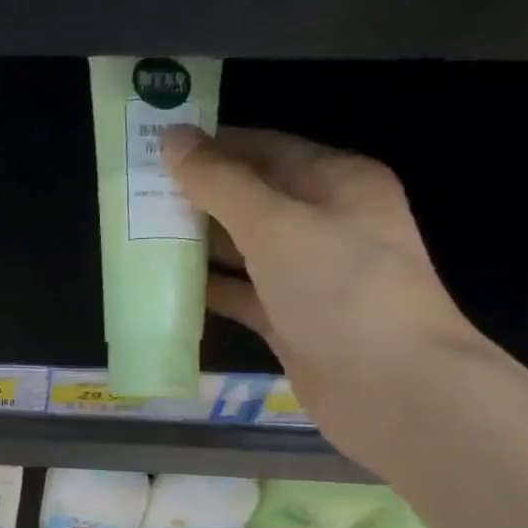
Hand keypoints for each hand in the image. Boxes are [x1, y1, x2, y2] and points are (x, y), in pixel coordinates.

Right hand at [160, 125, 492, 472]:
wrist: (393, 389)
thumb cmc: (342, 290)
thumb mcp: (278, 226)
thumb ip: (221, 183)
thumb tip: (172, 139)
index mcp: (336, 182)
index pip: (264, 148)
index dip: (211, 145)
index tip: (154, 148)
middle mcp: (324, 223)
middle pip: (250, 198)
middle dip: (197, 196)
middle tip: (134, 195)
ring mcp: (307, 276)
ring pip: (243, 248)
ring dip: (197, 243)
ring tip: (138, 236)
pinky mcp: (290, 320)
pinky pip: (241, 294)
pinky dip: (208, 289)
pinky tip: (164, 287)